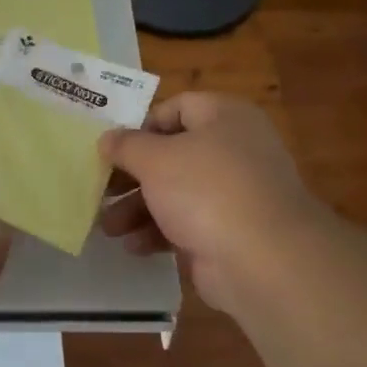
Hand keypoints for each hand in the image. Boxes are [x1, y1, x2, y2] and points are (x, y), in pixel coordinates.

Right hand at [99, 93, 323, 313]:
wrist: (264, 259)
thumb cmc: (206, 190)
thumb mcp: (155, 159)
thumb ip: (126, 146)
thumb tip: (107, 138)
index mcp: (225, 117)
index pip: (178, 107)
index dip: (141, 125)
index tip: (112, 147)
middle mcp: (234, 149)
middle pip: (172, 154)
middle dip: (132, 175)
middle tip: (102, 189)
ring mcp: (235, 193)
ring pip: (176, 192)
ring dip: (138, 208)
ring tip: (109, 227)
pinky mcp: (231, 231)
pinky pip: (188, 224)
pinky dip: (160, 232)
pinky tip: (134, 246)